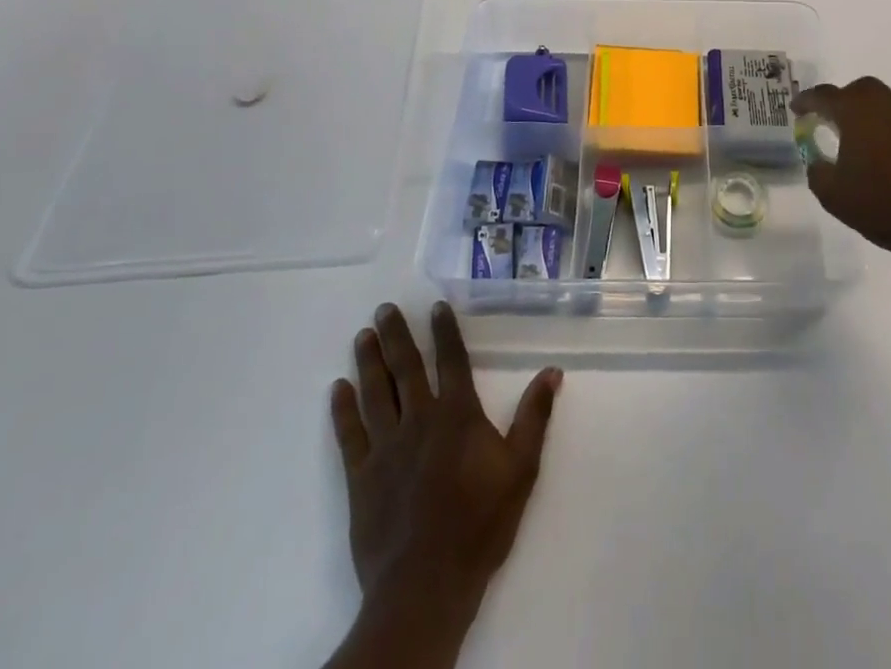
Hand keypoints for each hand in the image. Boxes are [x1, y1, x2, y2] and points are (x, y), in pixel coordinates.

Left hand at [331, 302, 561, 614]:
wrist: (426, 585)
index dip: (445, 330)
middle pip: (405, 368)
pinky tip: (338, 389)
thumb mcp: (521, 469)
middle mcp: (419, 419)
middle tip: (384, 309)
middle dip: (396, 335)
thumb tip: (552, 371)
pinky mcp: (361, 477)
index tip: (436, 306)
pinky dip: (342, 409)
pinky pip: (349, 434)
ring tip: (363, 335)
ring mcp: (386, 447)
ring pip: (375, 393)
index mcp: (458, 414)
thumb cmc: (480, 524)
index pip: (451, 360)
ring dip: (368, 361)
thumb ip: (534, 417)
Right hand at [794, 76, 890, 265]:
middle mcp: (883, 106)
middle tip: (825, 118)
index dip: (806, 101)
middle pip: (858, 89)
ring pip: (880, 101)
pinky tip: (875, 150)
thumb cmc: (882, 205)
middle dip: (839, 99)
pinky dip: (880, 125)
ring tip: (849, 135)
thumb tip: (817, 161)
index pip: (824, 96)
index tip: (795, 109)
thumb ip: (817, 172)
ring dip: (862, 111)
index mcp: (856, 112)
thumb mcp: (833, 195)